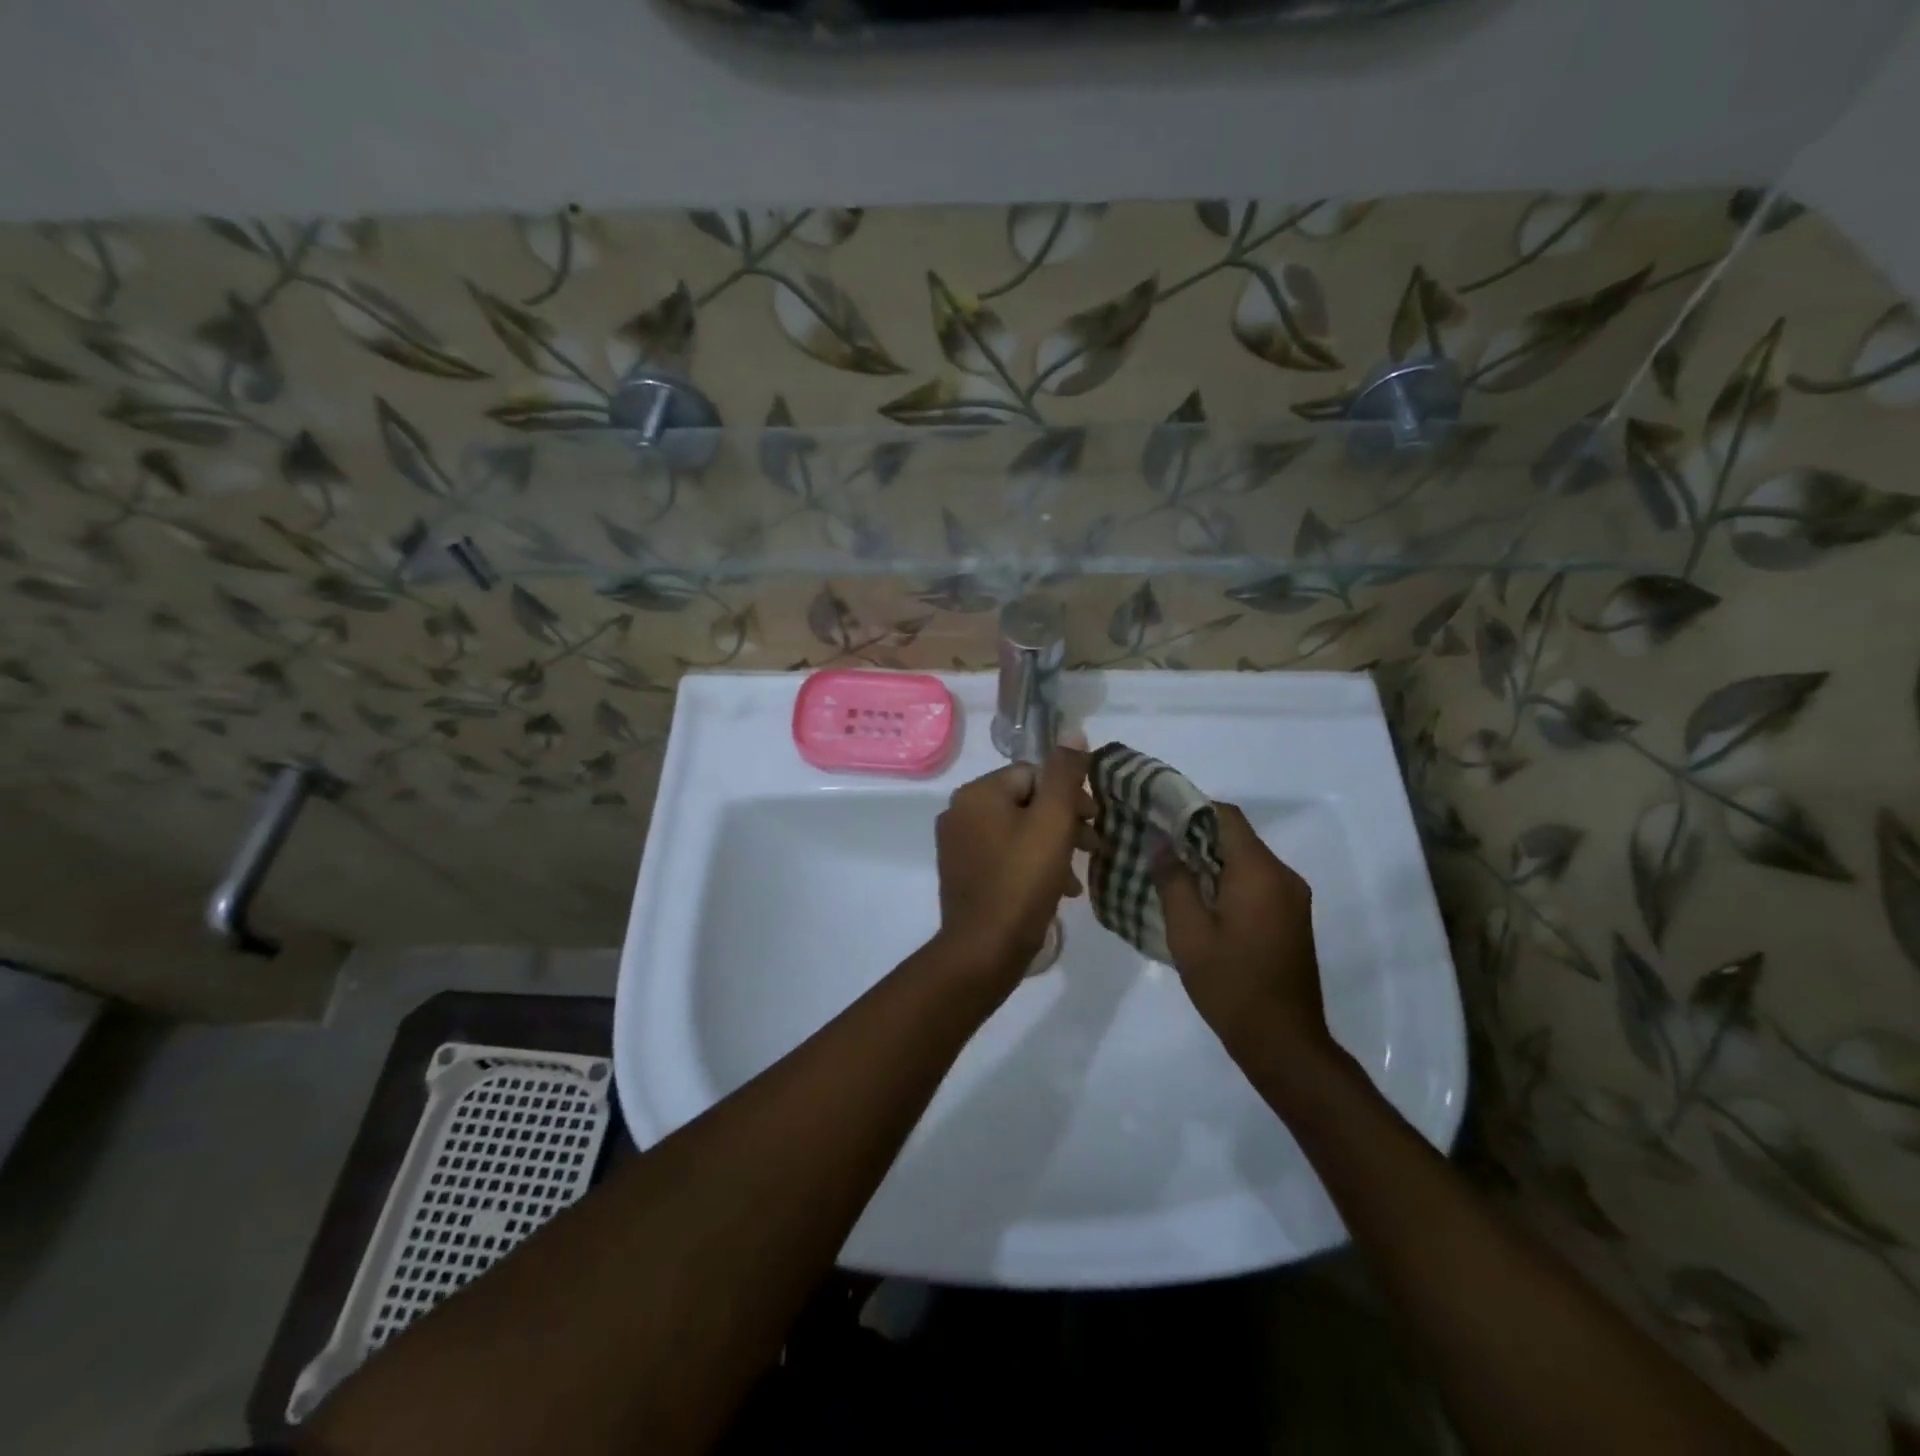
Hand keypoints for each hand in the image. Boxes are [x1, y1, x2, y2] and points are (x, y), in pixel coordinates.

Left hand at [934, 746, 1094, 986]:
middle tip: (1093, 846)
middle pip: (1025, 802)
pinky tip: (1056, 889)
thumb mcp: (1053, 822)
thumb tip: (1073, 730)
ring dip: (1052, 847)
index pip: (1034, 775)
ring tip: (1076, 875)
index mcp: (977, 793)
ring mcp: (957, 845)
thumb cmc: (1022, 881)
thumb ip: (1065, 774)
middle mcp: (960, 812)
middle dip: (1063, 823)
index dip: (1069, 795)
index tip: (1095, 821)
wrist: (984, 950)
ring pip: (1017, 831)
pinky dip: (1031, 865)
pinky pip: (1004, 856)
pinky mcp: (962, 874)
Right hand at [1152, 802, 1333, 1064]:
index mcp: (1259, 872)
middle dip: (1195, 833)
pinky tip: (1199, 898)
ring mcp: (1292, 898)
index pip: (1225, 816)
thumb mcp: (1188, 932)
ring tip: (1170, 870)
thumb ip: (1173, 880)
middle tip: (1154, 843)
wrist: (1283, 1041)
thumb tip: (1160, 841)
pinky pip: (1257, 881)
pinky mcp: (1292, 917)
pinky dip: (1228, 879)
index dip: (1189, 808)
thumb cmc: (1230, 984)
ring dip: (1211, 858)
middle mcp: (1283, 876)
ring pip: (1246, 859)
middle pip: (1237, 836)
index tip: (1156, 814)